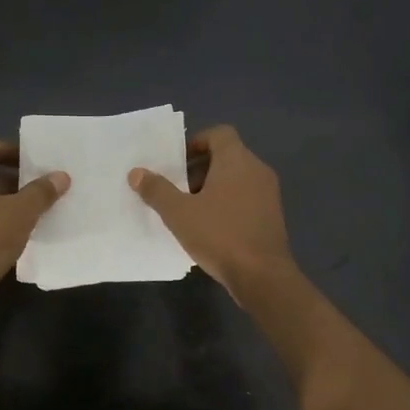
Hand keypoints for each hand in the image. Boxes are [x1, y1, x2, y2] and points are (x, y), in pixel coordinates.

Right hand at [129, 125, 295, 299]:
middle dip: (199, 169)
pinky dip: (227, 203)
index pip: (219, 134)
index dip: (196, 142)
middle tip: (177, 188)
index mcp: (237, 160)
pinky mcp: (272, 216)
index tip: (177, 162)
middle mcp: (257, 170)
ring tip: (189, 210)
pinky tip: (210, 227)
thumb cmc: (219, 235)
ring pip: (236, 178)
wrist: (262, 276)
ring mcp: (268, 193)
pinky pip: (246, 197)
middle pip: (226, 156)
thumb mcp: (179, 213)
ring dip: (212, 187)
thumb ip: (157, 190)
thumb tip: (136, 173)